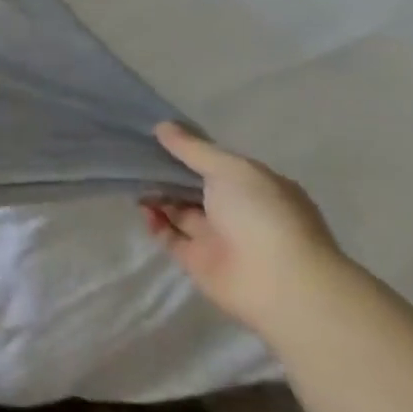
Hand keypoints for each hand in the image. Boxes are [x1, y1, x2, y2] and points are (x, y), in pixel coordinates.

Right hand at [142, 123, 345, 338]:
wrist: (280, 284)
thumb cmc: (262, 215)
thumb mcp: (229, 169)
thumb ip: (193, 149)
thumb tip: (162, 126)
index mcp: (255, 187)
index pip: (216, 164)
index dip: (188, 151)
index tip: (155, 136)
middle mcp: (238, 211)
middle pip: (194, 187)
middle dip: (167, 173)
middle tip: (134, 156)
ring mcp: (218, 237)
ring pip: (179, 211)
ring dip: (157, 196)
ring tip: (132, 179)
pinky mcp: (198, 261)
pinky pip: (170, 236)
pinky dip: (155, 222)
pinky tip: (142, 208)